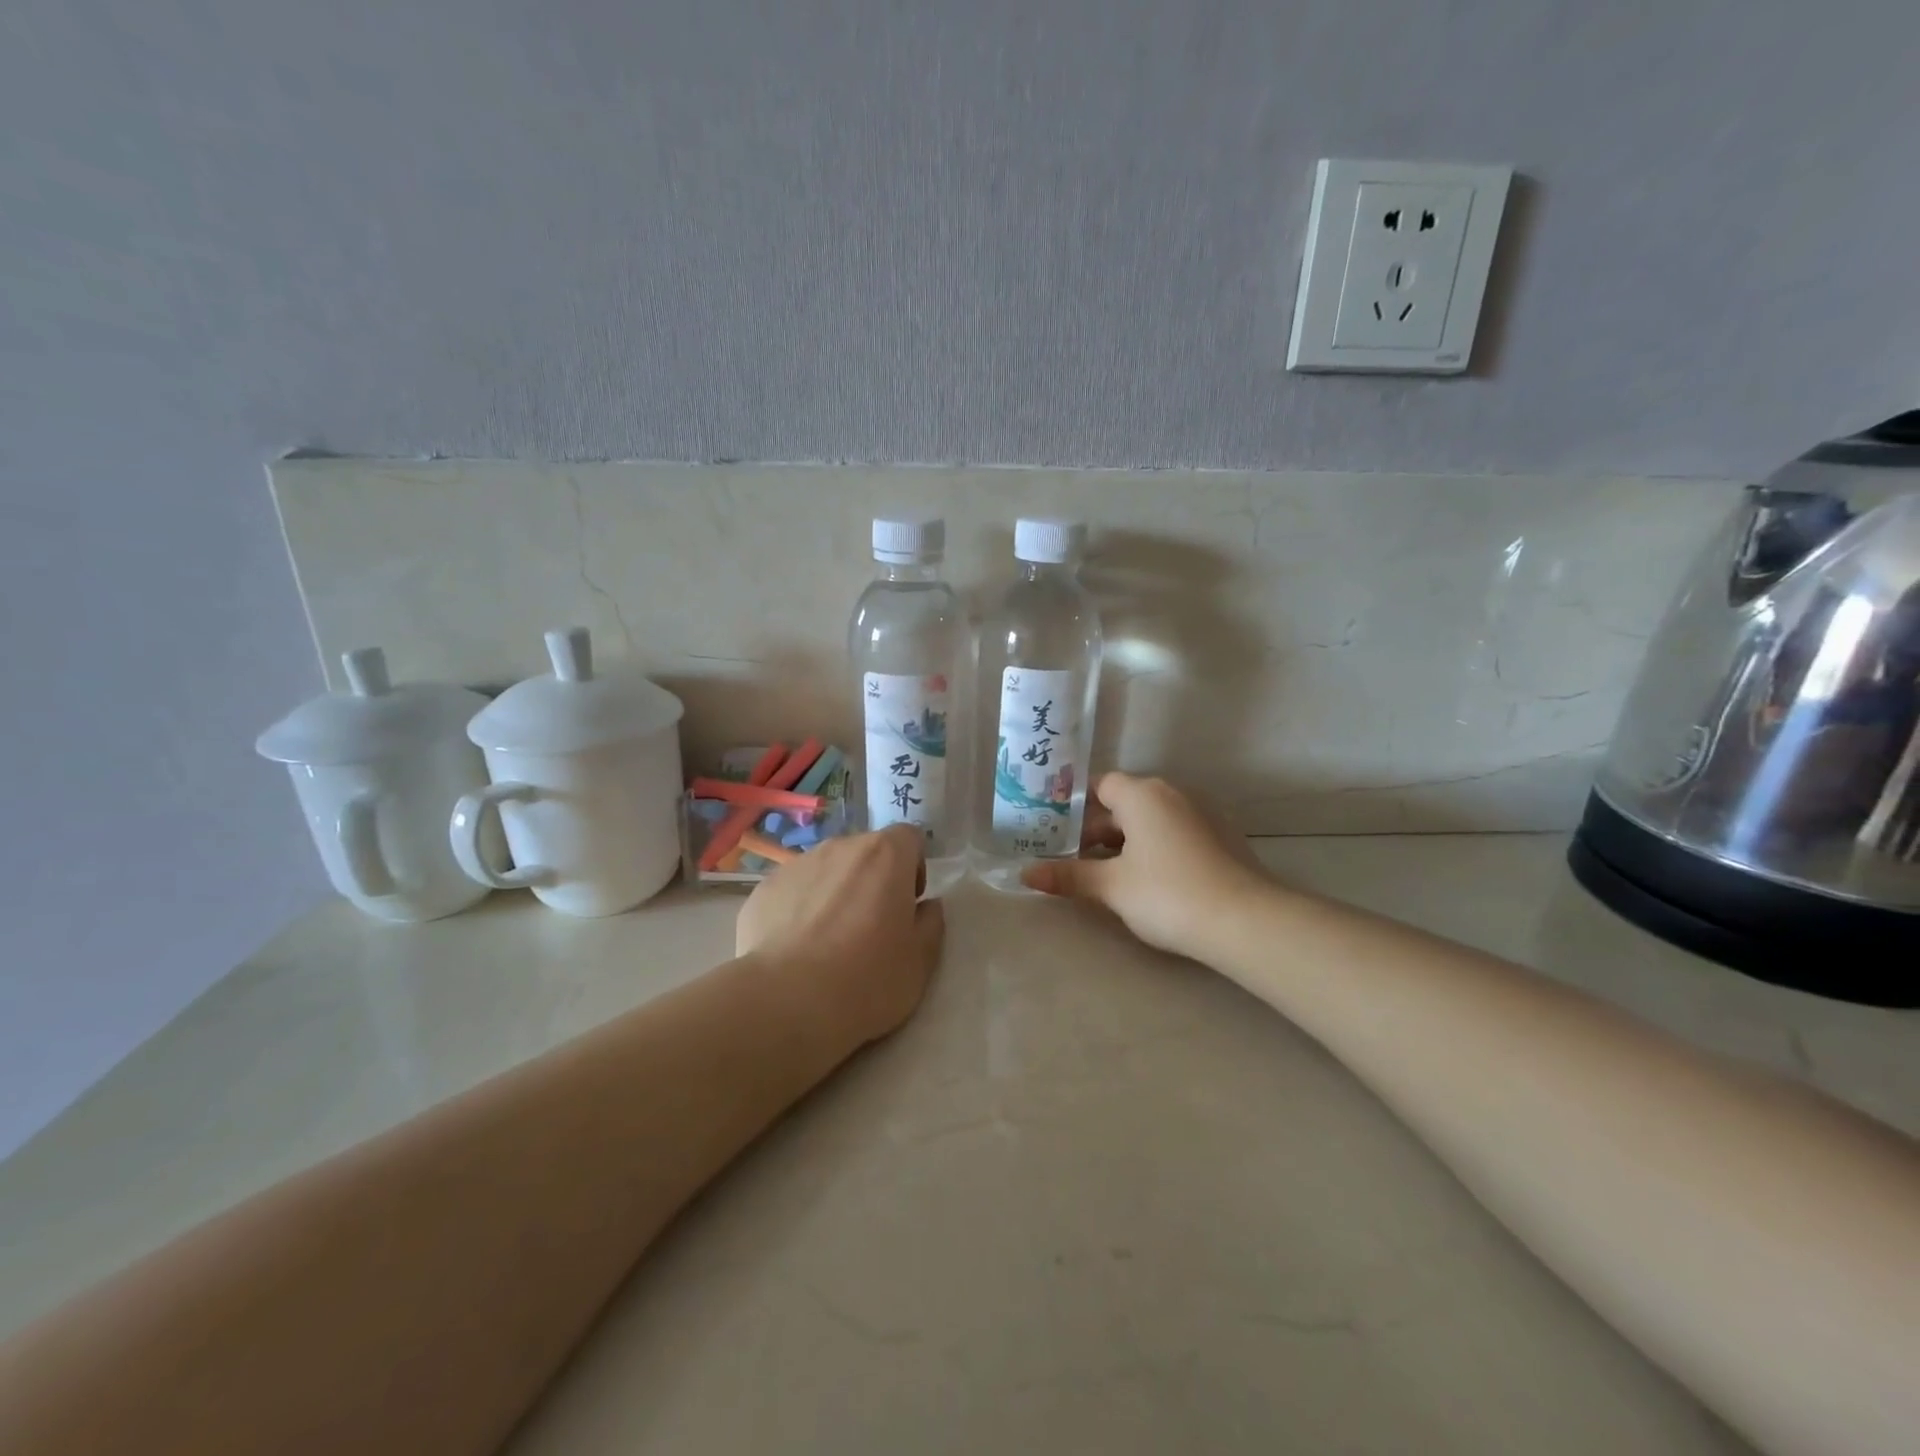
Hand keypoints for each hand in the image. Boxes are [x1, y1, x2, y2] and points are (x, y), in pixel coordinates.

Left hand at [736, 824, 945, 1048]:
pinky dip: (799, 909)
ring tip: (828, 941)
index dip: (913, 867)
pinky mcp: (764, 888)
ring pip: (827, 870)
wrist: (785, 1002)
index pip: (909, 838)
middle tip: (871, 927)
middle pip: (866, 852)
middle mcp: (841, 847)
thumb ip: (930, 924)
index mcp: (886, 855)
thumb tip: (927, 906)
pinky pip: (793, 890)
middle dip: (873, 880)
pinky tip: (796, 949)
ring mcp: (797, 864)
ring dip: (835, 892)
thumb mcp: (920, 962)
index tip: (907, 904)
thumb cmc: (866, 979)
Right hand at [1021, 773, 1269, 962]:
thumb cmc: (1167, 893)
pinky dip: (1154, 850)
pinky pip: (1174, 835)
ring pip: (1150, 821)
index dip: (1076, 806)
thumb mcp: (1111, 887)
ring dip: (1125, 842)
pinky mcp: (1220, 839)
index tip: (1055, 830)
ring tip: (1102, 874)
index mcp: (1143, 794)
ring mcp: (1201, 815)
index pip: (1101, 785)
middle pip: (1124, 804)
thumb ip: (1068, 876)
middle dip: (1096, 830)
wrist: (1246, 921)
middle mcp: (1172, 794)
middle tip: (1070, 859)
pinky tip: (1145, 881)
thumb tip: (1025, 873)